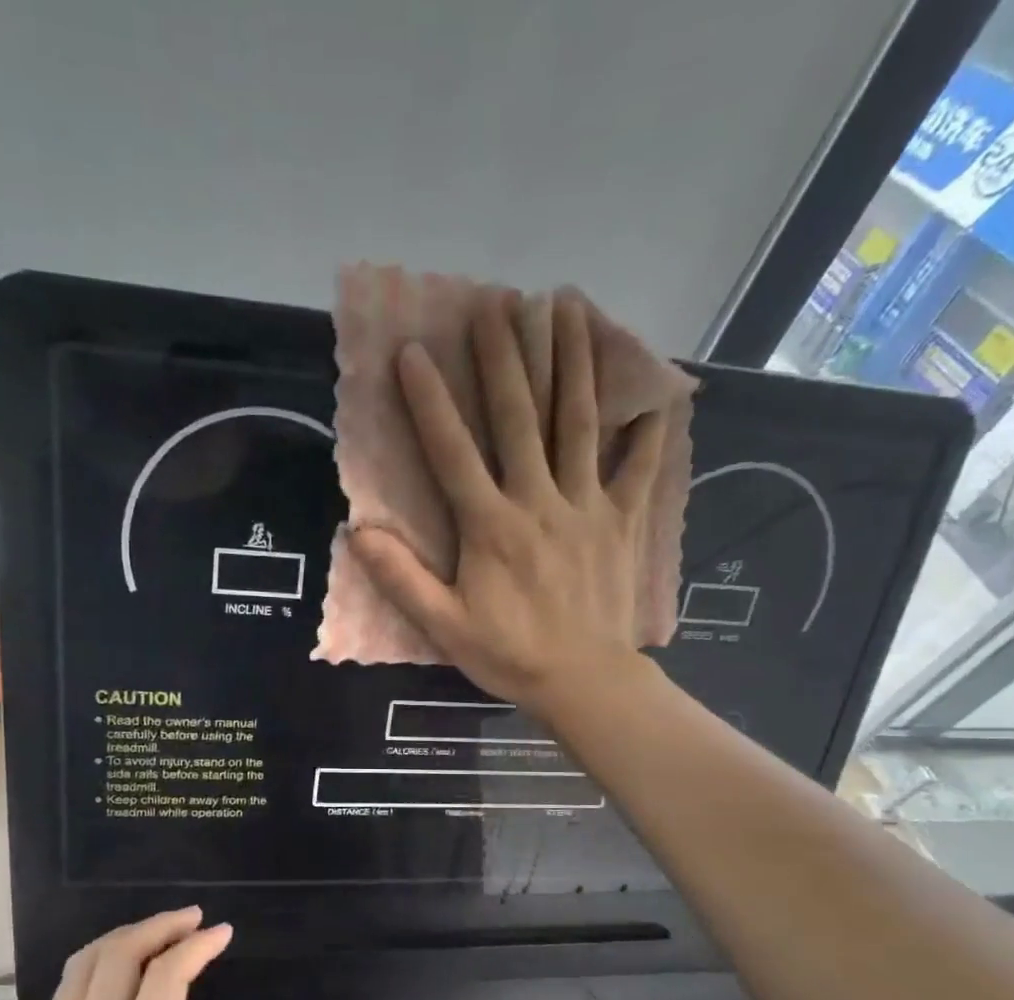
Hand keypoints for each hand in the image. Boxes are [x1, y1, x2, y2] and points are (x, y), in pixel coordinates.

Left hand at [14, 907, 249, 999]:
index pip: (166, 978)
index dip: (197, 947)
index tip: (223, 934)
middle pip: (121, 954)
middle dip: (162, 926)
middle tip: (195, 920)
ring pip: (87, 961)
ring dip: (127, 935)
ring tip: (163, 930)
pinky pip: (67, 985)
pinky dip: (98, 957)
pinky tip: (122, 960)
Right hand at [348, 291, 668, 716]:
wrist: (583, 681)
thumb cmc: (508, 655)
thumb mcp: (444, 626)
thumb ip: (402, 579)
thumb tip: (359, 532)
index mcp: (491, 527)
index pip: (453, 453)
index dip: (430, 402)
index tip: (413, 352)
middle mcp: (539, 501)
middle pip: (521, 418)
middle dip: (506, 358)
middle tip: (496, 304)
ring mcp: (587, 506)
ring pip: (580, 423)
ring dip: (573, 362)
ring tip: (568, 307)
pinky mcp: (623, 521)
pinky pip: (639, 467)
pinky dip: (647, 429)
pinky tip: (653, 392)